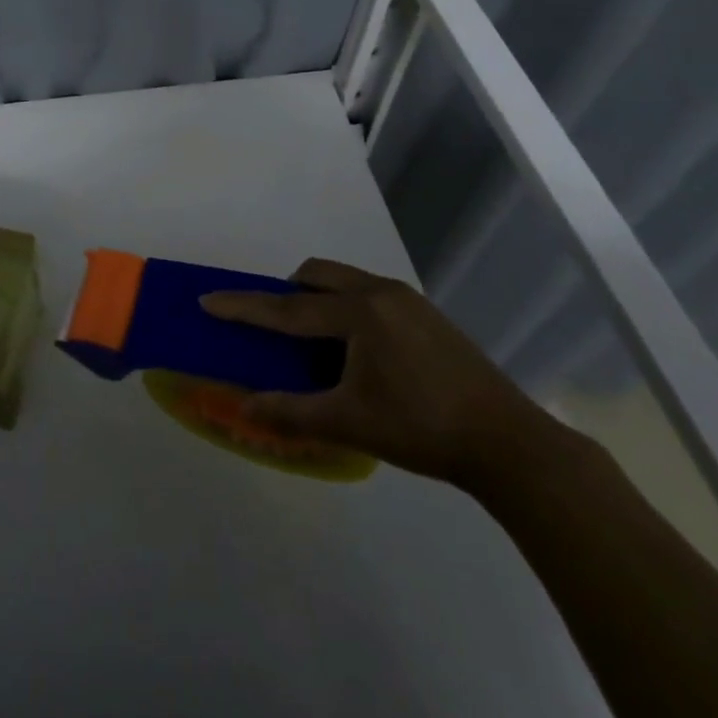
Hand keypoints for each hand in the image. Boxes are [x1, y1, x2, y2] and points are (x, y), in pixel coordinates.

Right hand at [200, 258, 562, 489]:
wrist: (510, 443)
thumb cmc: (422, 429)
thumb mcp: (349, 423)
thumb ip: (291, 411)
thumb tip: (242, 408)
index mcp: (358, 313)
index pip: (287, 307)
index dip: (244, 306)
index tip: (208, 299)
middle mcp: (380, 292)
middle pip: (317, 274)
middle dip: (287, 291)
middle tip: (276, 326)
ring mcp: (408, 300)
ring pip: (346, 279)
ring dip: (320, 296)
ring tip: (317, 341)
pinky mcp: (427, 314)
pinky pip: (370, 293)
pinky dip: (347, 307)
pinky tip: (359, 350)